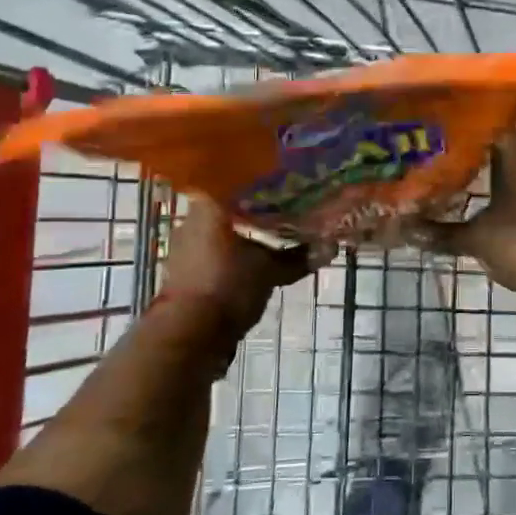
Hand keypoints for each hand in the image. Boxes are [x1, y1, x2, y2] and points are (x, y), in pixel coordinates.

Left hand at [159, 195, 319, 338]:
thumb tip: (331, 247)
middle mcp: (193, 218)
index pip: (239, 180)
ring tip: (275, 235)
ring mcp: (185, 244)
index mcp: (211, 206)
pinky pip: (214, 248)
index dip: (265, 182)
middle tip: (287, 210)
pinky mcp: (185, 267)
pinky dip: (234, 251)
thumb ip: (299, 257)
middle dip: (257, 208)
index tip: (287, 184)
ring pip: (222, 228)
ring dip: (245, 232)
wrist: (189, 335)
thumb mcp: (270, 271)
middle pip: (231, 204)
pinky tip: (254, 259)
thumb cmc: (229, 287)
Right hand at [410, 133, 515, 295]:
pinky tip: (458, 197)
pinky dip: (481, 190)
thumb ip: (440, 233)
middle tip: (426, 143)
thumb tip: (403, 229)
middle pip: (490, 147)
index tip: (435, 117)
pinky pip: (500, 190)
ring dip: (471, 169)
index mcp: (515, 162)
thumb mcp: (477, 239)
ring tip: (435, 166)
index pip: (490, 124)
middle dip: (460, 145)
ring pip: (495, 169)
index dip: (463, 118)